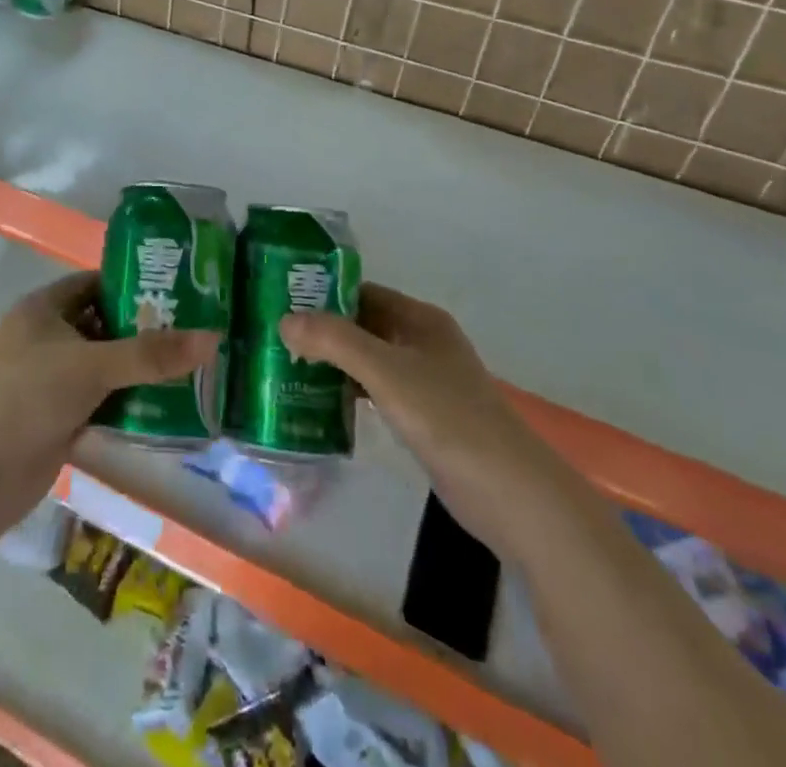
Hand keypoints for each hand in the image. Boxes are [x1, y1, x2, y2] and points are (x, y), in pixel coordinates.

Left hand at [0, 272, 218, 538]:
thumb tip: (213, 338)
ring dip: (136, 372)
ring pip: (102, 367)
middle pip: (101, 326)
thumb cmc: (27, 396)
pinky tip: (164, 409)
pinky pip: (98, 402)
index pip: (94, 284)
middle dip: (142, 331)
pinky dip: (124, 404)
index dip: (132, 286)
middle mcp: (45, 338)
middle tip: (193, 333)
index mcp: (43, 309)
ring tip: (189, 370)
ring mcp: (48, 381)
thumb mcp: (91, 366)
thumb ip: (150, 355)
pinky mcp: (55, 418)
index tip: (177, 292)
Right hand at [279, 283, 550, 538]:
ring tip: (285, 368)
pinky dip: (348, 392)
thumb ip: (335, 341)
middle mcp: (421, 343)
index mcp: (419, 319)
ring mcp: (424, 381)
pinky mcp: (423, 417)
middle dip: (322, 331)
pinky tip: (318, 404)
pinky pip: (375, 392)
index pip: (362, 292)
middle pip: (362, 325)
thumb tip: (284, 321)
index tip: (280, 303)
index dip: (323, 294)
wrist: (511, 494)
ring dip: (332, 363)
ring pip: (367, 360)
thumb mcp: (386, 372)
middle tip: (274, 339)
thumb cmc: (448, 418)